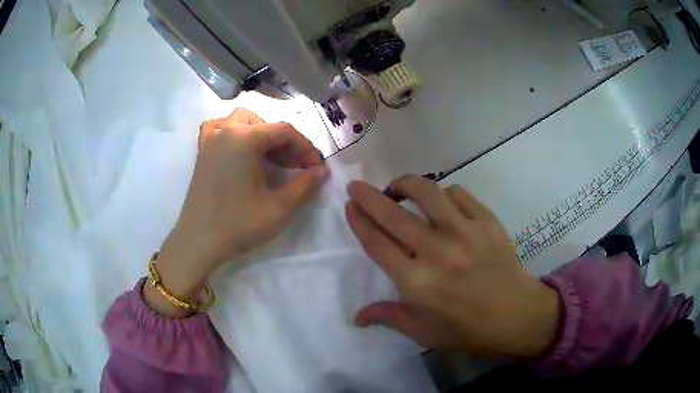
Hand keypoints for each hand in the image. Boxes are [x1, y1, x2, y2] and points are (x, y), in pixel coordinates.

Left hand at [146, 108, 329, 316]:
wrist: (198, 242)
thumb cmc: (238, 224)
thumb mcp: (279, 208)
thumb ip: (305, 185)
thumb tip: (322, 171)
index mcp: (245, 138)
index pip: (285, 132)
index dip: (306, 148)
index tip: (317, 169)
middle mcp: (227, 130)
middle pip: (265, 124)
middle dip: (285, 143)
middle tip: (295, 168)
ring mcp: (211, 139)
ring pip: (243, 121)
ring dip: (261, 134)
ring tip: (270, 158)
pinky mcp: (201, 152)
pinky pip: (220, 129)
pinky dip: (234, 133)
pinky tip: (239, 150)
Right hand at [345, 176, 559, 357]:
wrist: (517, 315)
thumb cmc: (468, 330)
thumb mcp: (424, 333)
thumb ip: (390, 318)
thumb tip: (357, 316)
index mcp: (416, 282)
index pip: (377, 243)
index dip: (359, 221)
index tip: (350, 206)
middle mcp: (436, 252)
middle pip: (392, 214)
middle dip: (368, 196)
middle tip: (357, 186)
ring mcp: (463, 232)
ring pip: (426, 192)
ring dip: (405, 184)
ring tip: (398, 188)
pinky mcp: (486, 221)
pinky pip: (458, 194)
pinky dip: (443, 193)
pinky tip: (441, 202)